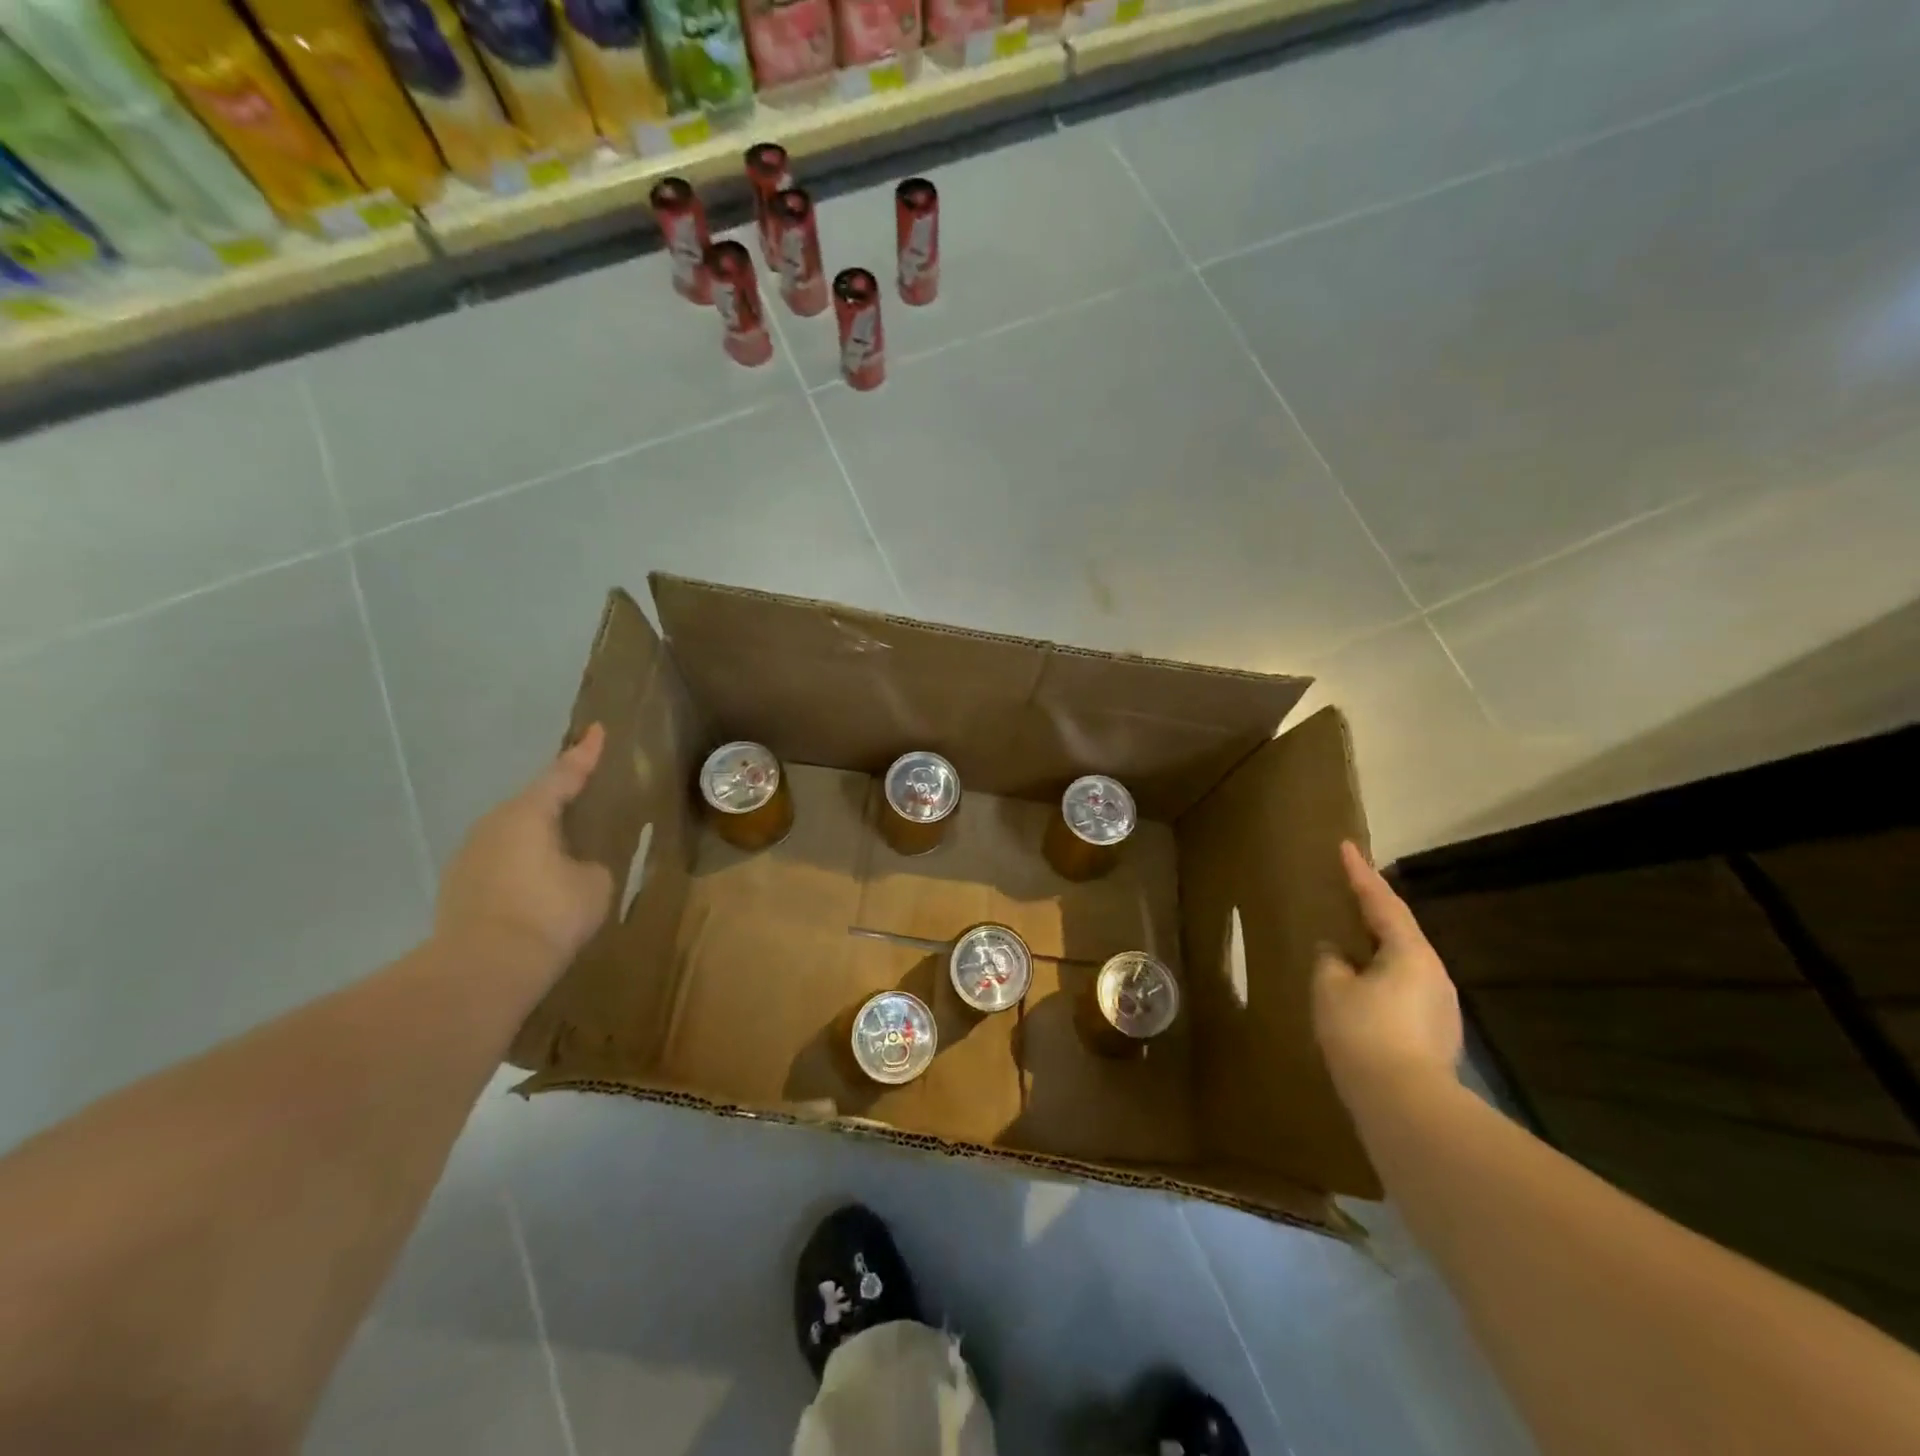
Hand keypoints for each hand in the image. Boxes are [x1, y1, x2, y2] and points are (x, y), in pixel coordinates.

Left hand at [436, 725, 614, 972]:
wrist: (483, 970)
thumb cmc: (549, 914)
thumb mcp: (594, 883)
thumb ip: (589, 864)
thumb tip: (575, 867)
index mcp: (528, 813)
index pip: (564, 774)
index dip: (584, 753)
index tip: (596, 730)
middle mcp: (492, 825)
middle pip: (532, 803)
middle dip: (558, 801)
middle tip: (584, 798)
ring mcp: (469, 857)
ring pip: (513, 835)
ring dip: (538, 838)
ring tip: (564, 850)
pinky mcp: (458, 889)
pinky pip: (500, 863)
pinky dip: (522, 867)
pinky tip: (538, 887)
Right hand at [1314, 841, 1462, 1098]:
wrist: (1406, 1106)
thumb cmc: (1363, 1033)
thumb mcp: (1331, 989)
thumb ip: (1330, 962)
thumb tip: (1335, 953)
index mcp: (1410, 953)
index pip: (1381, 901)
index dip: (1360, 873)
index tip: (1347, 847)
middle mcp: (1433, 974)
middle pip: (1398, 933)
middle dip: (1372, 913)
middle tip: (1348, 897)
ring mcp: (1440, 1008)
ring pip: (1402, 966)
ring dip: (1376, 952)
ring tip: (1349, 949)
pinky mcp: (1436, 1036)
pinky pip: (1403, 994)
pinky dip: (1380, 983)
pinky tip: (1361, 996)